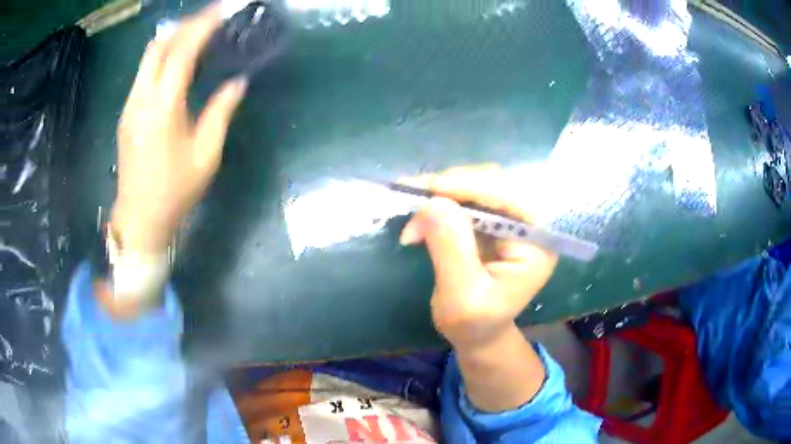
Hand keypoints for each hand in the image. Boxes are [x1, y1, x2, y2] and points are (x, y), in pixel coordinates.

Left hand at [112, 3, 247, 252]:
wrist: (139, 218)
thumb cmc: (174, 191)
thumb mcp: (205, 155)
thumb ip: (220, 112)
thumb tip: (237, 83)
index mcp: (163, 108)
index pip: (182, 52)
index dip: (203, 27)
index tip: (222, 11)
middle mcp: (141, 99)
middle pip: (159, 46)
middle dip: (186, 26)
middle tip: (211, 19)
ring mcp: (130, 105)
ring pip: (148, 56)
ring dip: (172, 38)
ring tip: (196, 33)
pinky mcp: (127, 112)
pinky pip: (144, 71)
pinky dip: (162, 56)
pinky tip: (176, 60)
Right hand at [399, 165, 557, 349]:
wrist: (478, 333)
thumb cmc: (473, 324)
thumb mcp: (460, 296)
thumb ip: (451, 249)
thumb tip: (432, 202)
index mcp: (539, 244)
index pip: (510, 199)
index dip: (470, 186)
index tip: (428, 188)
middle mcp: (531, 224)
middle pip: (496, 183)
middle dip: (452, 186)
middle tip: (413, 198)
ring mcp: (513, 219)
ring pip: (480, 182)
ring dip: (445, 189)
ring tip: (414, 206)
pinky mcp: (495, 219)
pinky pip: (470, 194)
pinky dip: (443, 196)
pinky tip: (422, 208)